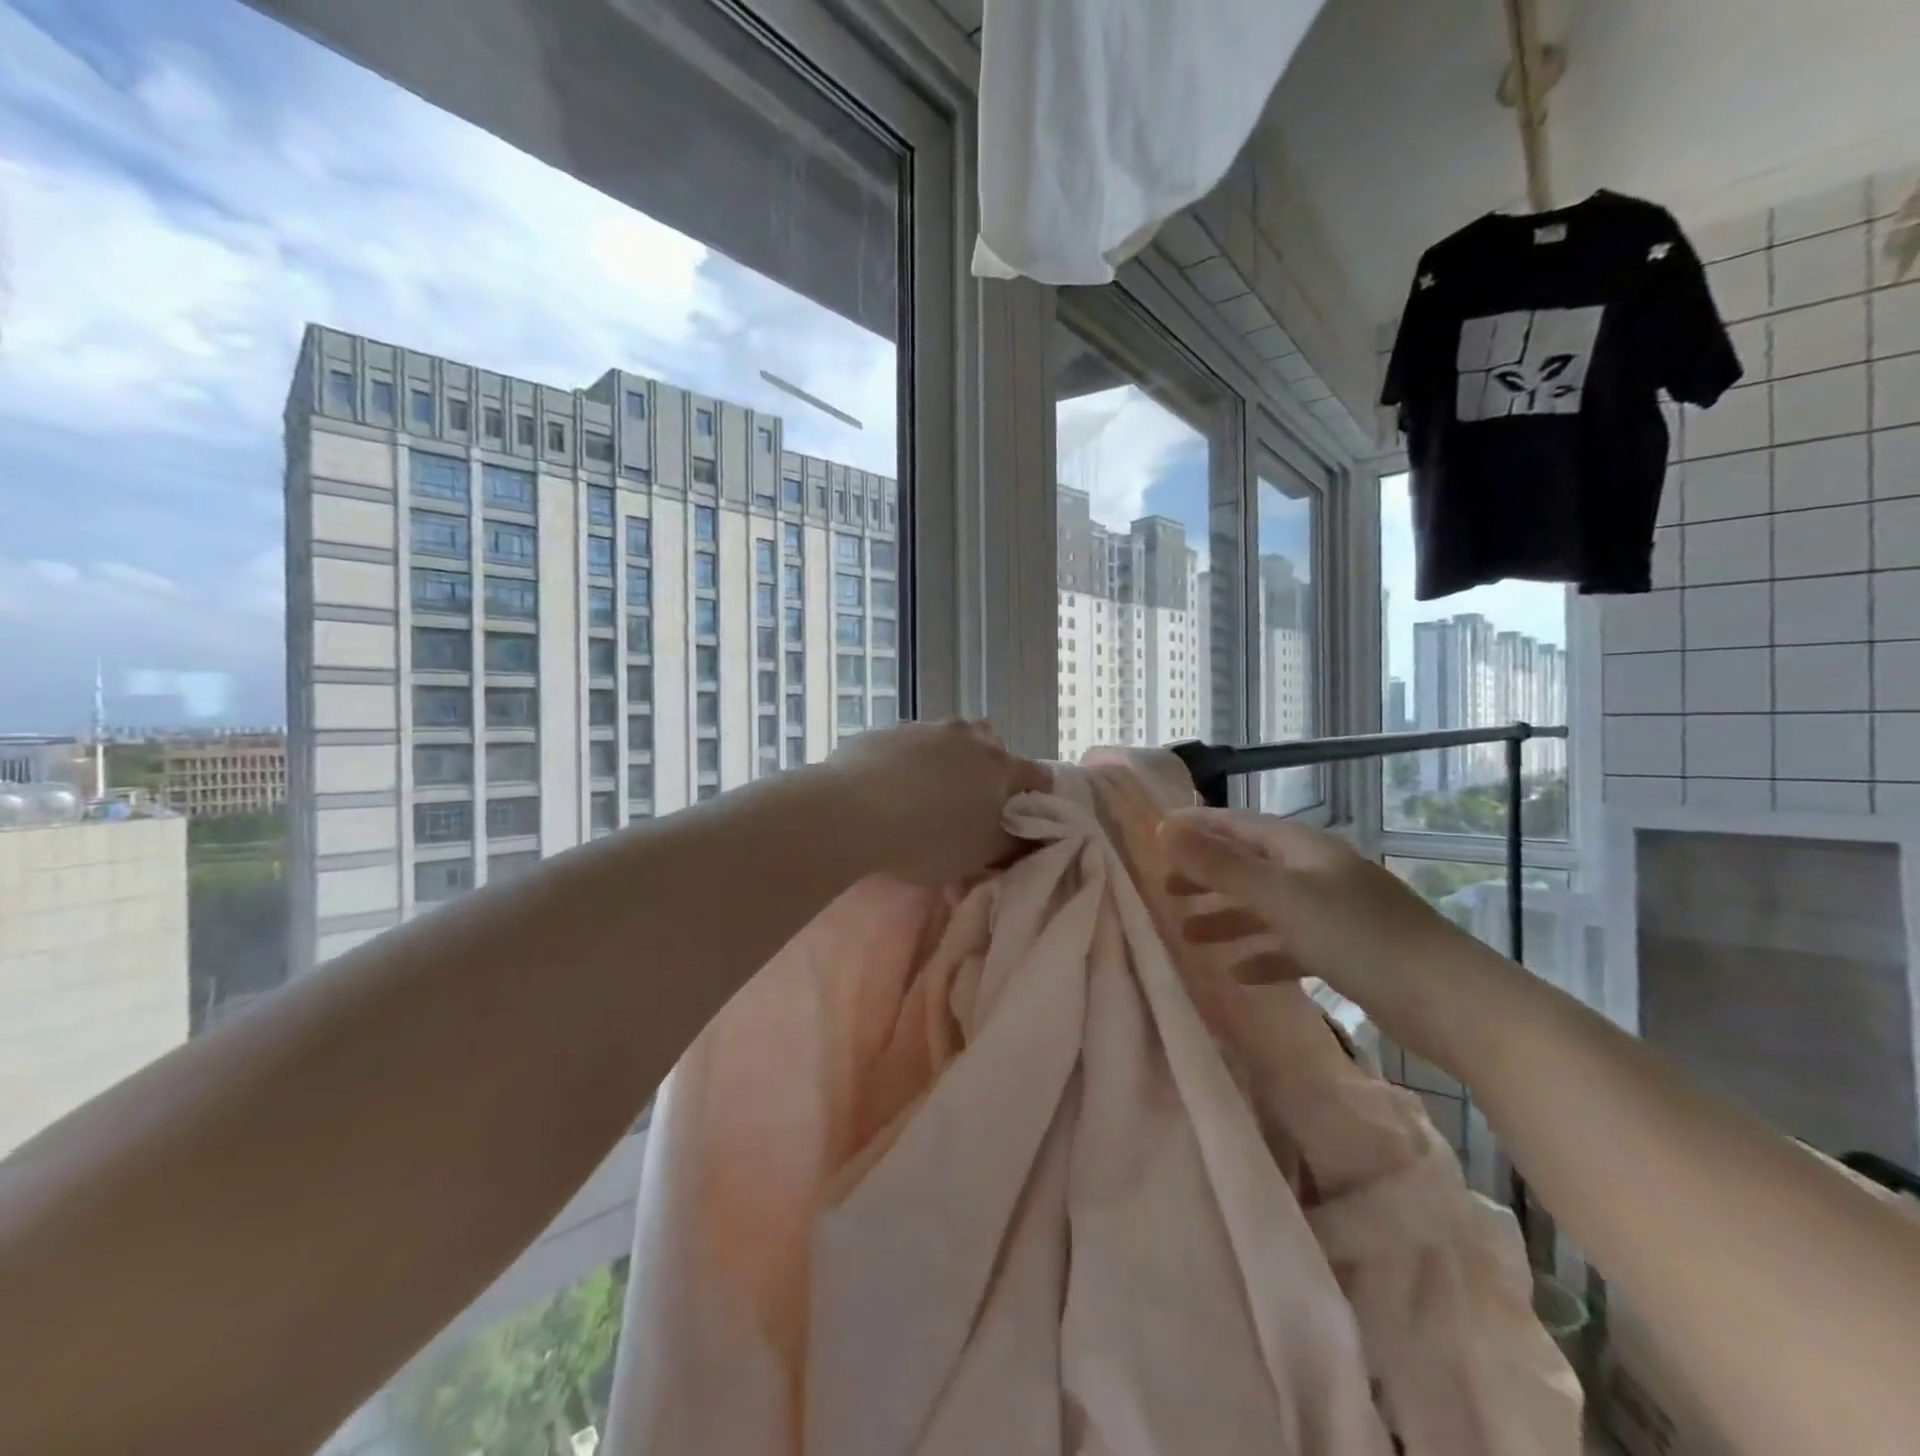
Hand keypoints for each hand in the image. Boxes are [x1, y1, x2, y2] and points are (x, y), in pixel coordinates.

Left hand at [827, 719, 1050, 885]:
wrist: (853, 812)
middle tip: (975, 801)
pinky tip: (892, 786)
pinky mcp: (886, 731)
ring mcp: (925, 729)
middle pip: (993, 744)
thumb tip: (1029, 838)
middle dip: (990, 768)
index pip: (1038, 775)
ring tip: (931, 791)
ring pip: (950, 738)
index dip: (1037, 795)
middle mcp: (968, 737)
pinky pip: (909, 744)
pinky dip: (910, 761)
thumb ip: (1012, 844)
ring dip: (948, 759)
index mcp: (999, 767)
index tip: (1025, 815)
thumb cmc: (928, 839)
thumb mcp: (978, 854)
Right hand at [1159, 808, 1489, 1034]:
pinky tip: (1239, 974)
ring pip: (1267, 907)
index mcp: (1301, 848)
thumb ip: (1220, 865)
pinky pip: (1291, 943)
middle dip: (1206, 875)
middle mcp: (1316, 871)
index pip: (1237, 825)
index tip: (1154, 837)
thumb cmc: (1358, 937)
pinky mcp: (1349, 951)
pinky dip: (1263, 953)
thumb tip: (1164, 828)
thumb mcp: (1280, 897)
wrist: (1454, 1002)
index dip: (1196, 828)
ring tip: (1188, 935)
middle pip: (1249, 865)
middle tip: (1165, 890)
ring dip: (1228, 917)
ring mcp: (1335, 911)